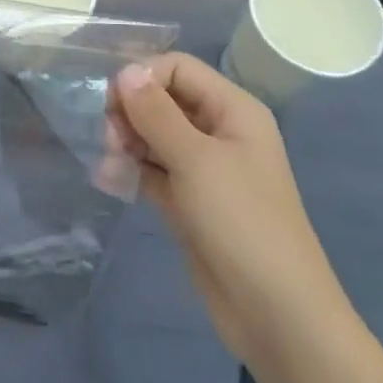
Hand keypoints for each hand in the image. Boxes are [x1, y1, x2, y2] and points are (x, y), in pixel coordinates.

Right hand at [106, 53, 349, 372]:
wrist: (276, 313)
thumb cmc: (242, 223)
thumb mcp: (196, 160)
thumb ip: (156, 113)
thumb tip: (125, 71)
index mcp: (233, 110)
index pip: (178, 68)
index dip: (142, 77)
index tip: (112, 103)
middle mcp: (218, 132)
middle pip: (163, 99)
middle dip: (130, 111)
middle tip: (108, 138)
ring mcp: (204, 168)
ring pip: (153, 135)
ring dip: (125, 141)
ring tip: (108, 162)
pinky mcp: (189, 201)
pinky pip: (152, 170)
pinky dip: (130, 170)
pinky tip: (106, 178)